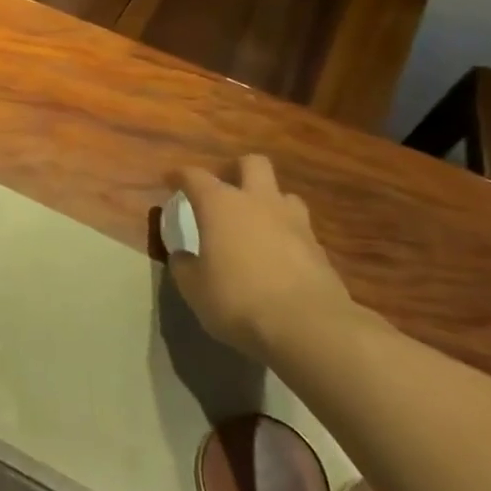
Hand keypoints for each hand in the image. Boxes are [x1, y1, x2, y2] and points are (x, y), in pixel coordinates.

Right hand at [169, 155, 353, 356]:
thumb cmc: (238, 299)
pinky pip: (299, 229)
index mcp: (220, 204)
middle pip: (252, 164)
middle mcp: (258, 202)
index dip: (180, 176)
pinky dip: (285, 235)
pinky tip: (277, 256)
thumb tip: (183, 256)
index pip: (195, 176)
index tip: (171, 180)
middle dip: (237, 170)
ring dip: (268, 202)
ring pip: (283, 194)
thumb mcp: (194, 288)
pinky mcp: (319, 249)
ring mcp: (294, 222)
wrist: (308, 326)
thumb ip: (184, 266)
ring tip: (256, 222)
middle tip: (224, 189)